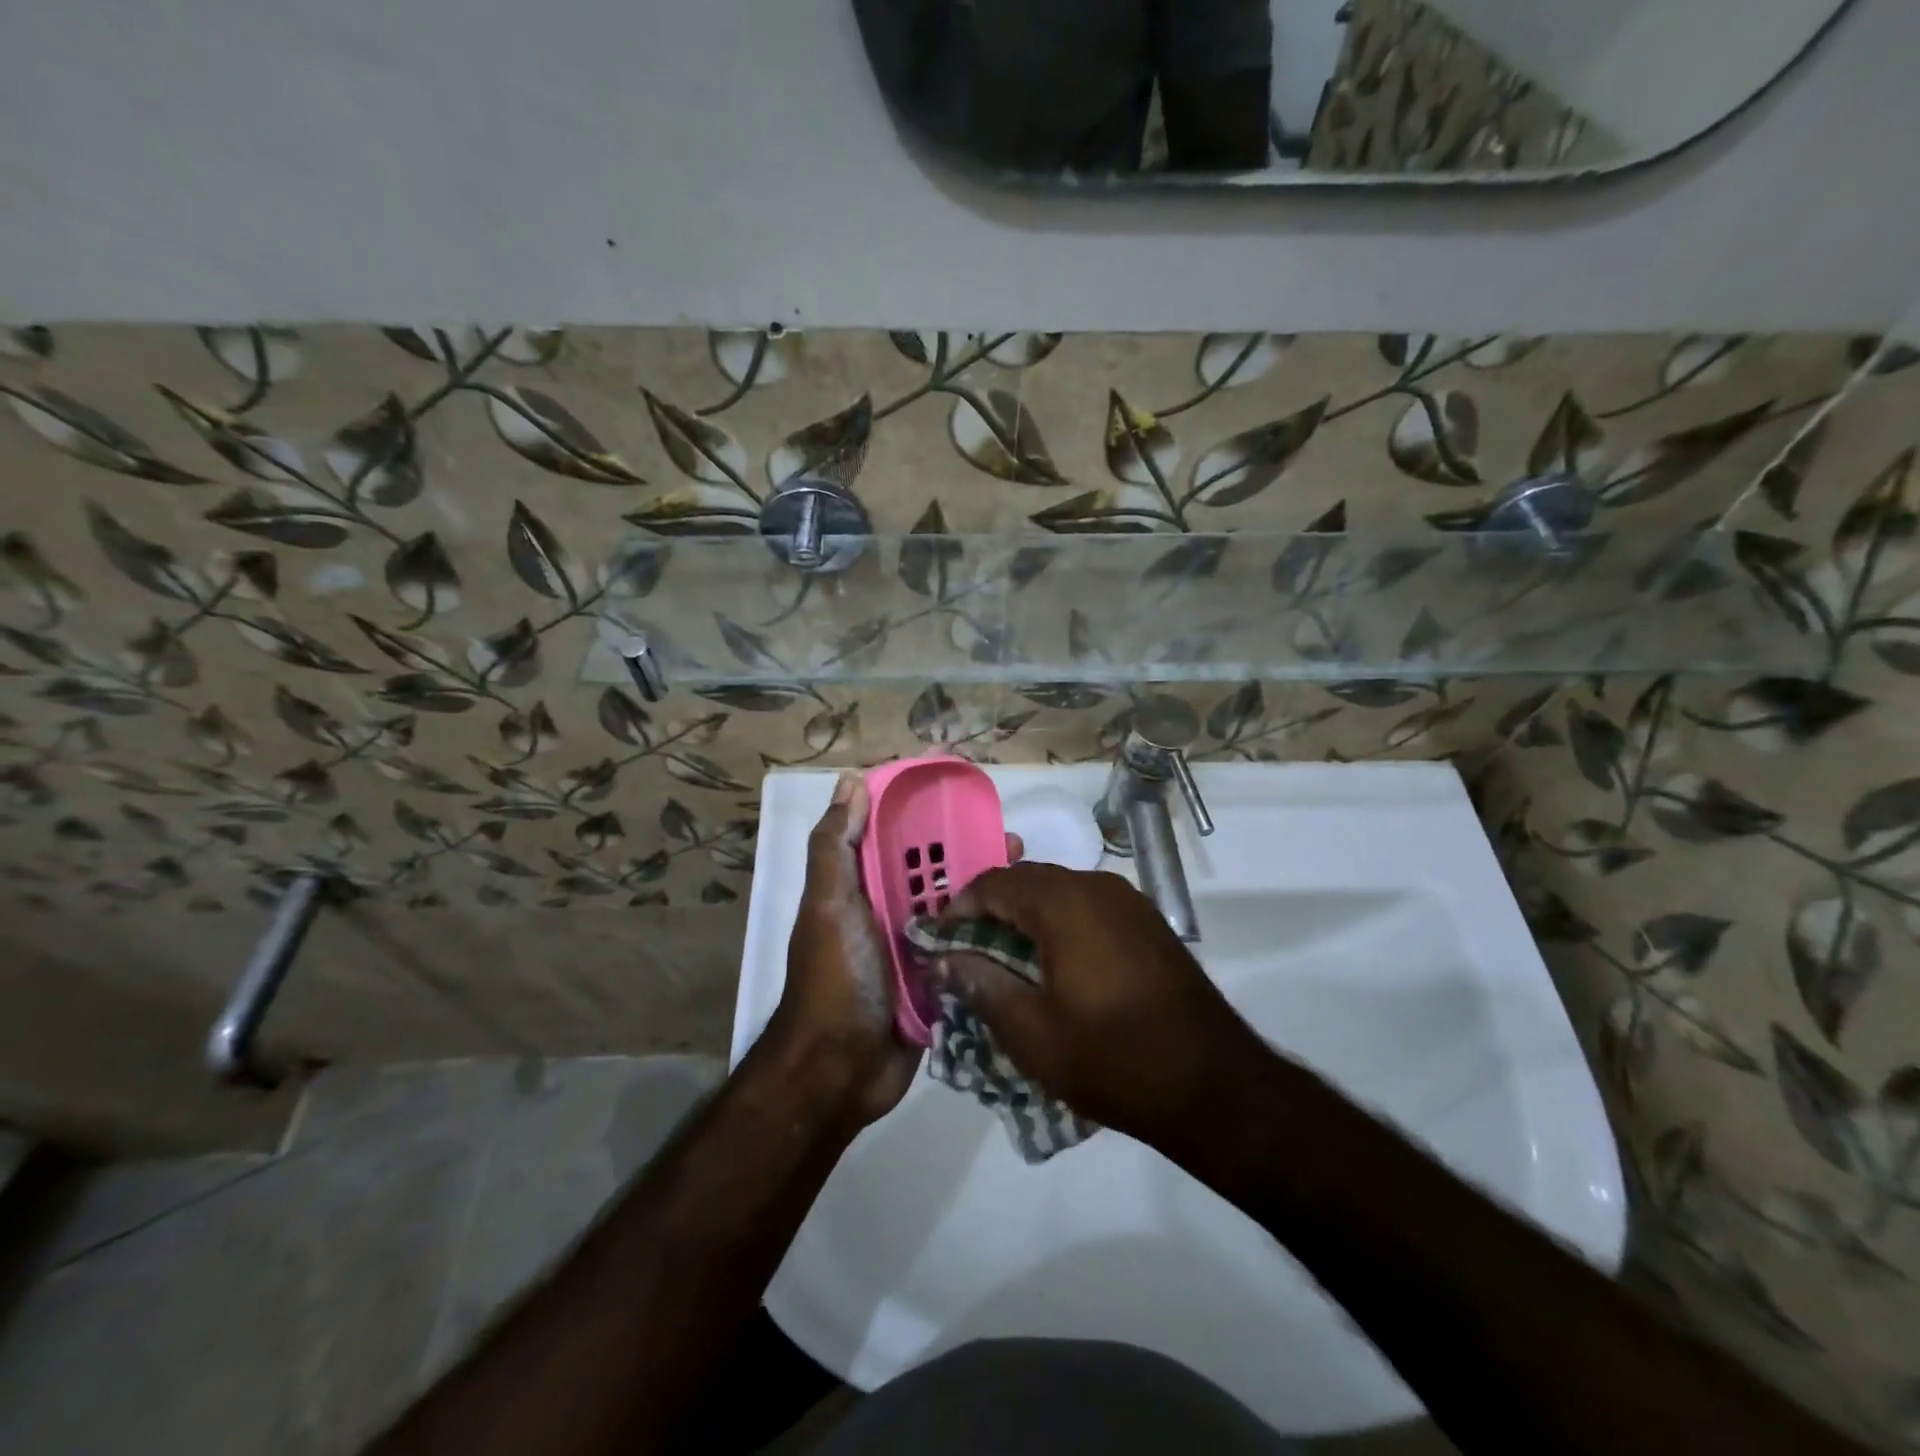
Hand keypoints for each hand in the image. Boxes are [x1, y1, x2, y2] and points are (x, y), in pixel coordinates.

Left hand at [770, 772, 1021, 1129]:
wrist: (840, 1070)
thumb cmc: (836, 977)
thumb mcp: (828, 904)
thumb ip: (835, 846)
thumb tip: (851, 781)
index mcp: (864, 890)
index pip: (899, 841)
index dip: (930, 816)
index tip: (970, 799)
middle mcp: (891, 914)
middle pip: (937, 873)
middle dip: (973, 854)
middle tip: (1016, 844)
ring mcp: (919, 949)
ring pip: (959, 910)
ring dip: (991, 893)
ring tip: (1032, 879)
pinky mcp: (941, 982)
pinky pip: (969, 950)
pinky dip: (994, 936)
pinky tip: (1030, 925)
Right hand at [936, 863, 1262, 1152]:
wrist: (1212, 1085)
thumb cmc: (1111, 1059)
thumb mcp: (1031, 1033)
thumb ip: (982, 985)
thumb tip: (944, 960)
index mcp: (1063, 903)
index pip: (995, 883)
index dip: (960, 907)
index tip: (940, 939)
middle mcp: (1096, 886)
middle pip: (1028, 879)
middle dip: (992, 907)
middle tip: (967, 947)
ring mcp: (1129, 901)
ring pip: (1060, 889)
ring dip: (1027, 912)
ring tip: (1005, 955)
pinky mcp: (1148, 922)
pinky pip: (1089, 904)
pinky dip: (1060, 919)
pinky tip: (1054, 959)